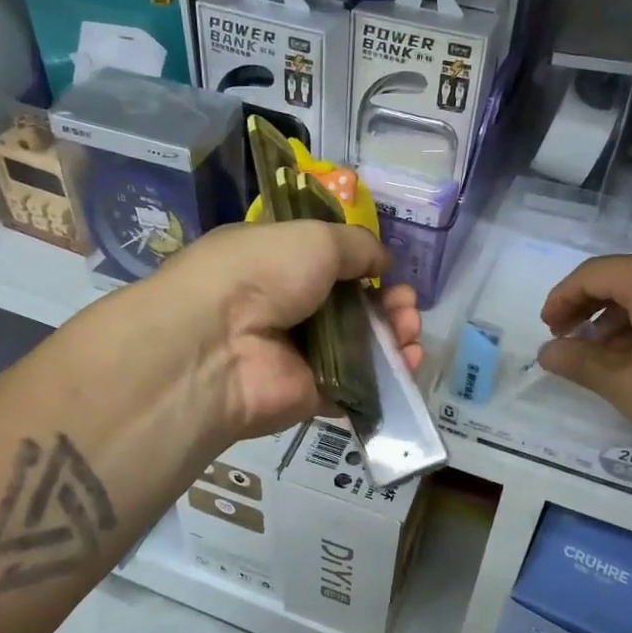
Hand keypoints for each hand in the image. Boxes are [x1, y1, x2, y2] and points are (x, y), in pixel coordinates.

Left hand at [135, 220, 422, 441]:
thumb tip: (382, 262)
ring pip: (360, 346)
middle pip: (351, 307)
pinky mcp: (311, 395)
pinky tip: (408, 363)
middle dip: (388, 304)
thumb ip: (356, 246)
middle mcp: (286, 308)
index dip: (363, 268)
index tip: (387, 272)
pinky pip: (358, 385)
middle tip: (407, 305)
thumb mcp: (314, 238)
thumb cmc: (262, 274)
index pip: (327, 264)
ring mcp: (298, 355)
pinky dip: (388, 377)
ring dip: (394, 336)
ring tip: (411, 330)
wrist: (220, 346)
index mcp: (277, 264)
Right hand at [537, 248, 631, 489]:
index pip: (593, 274)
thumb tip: (548, 351)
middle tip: (572, 344)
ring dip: (624, 319)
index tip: (547, 331)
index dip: (562, 300)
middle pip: (626, 277)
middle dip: (592, 310)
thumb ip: (580, 361)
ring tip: (607, 358)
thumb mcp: (628, 386)